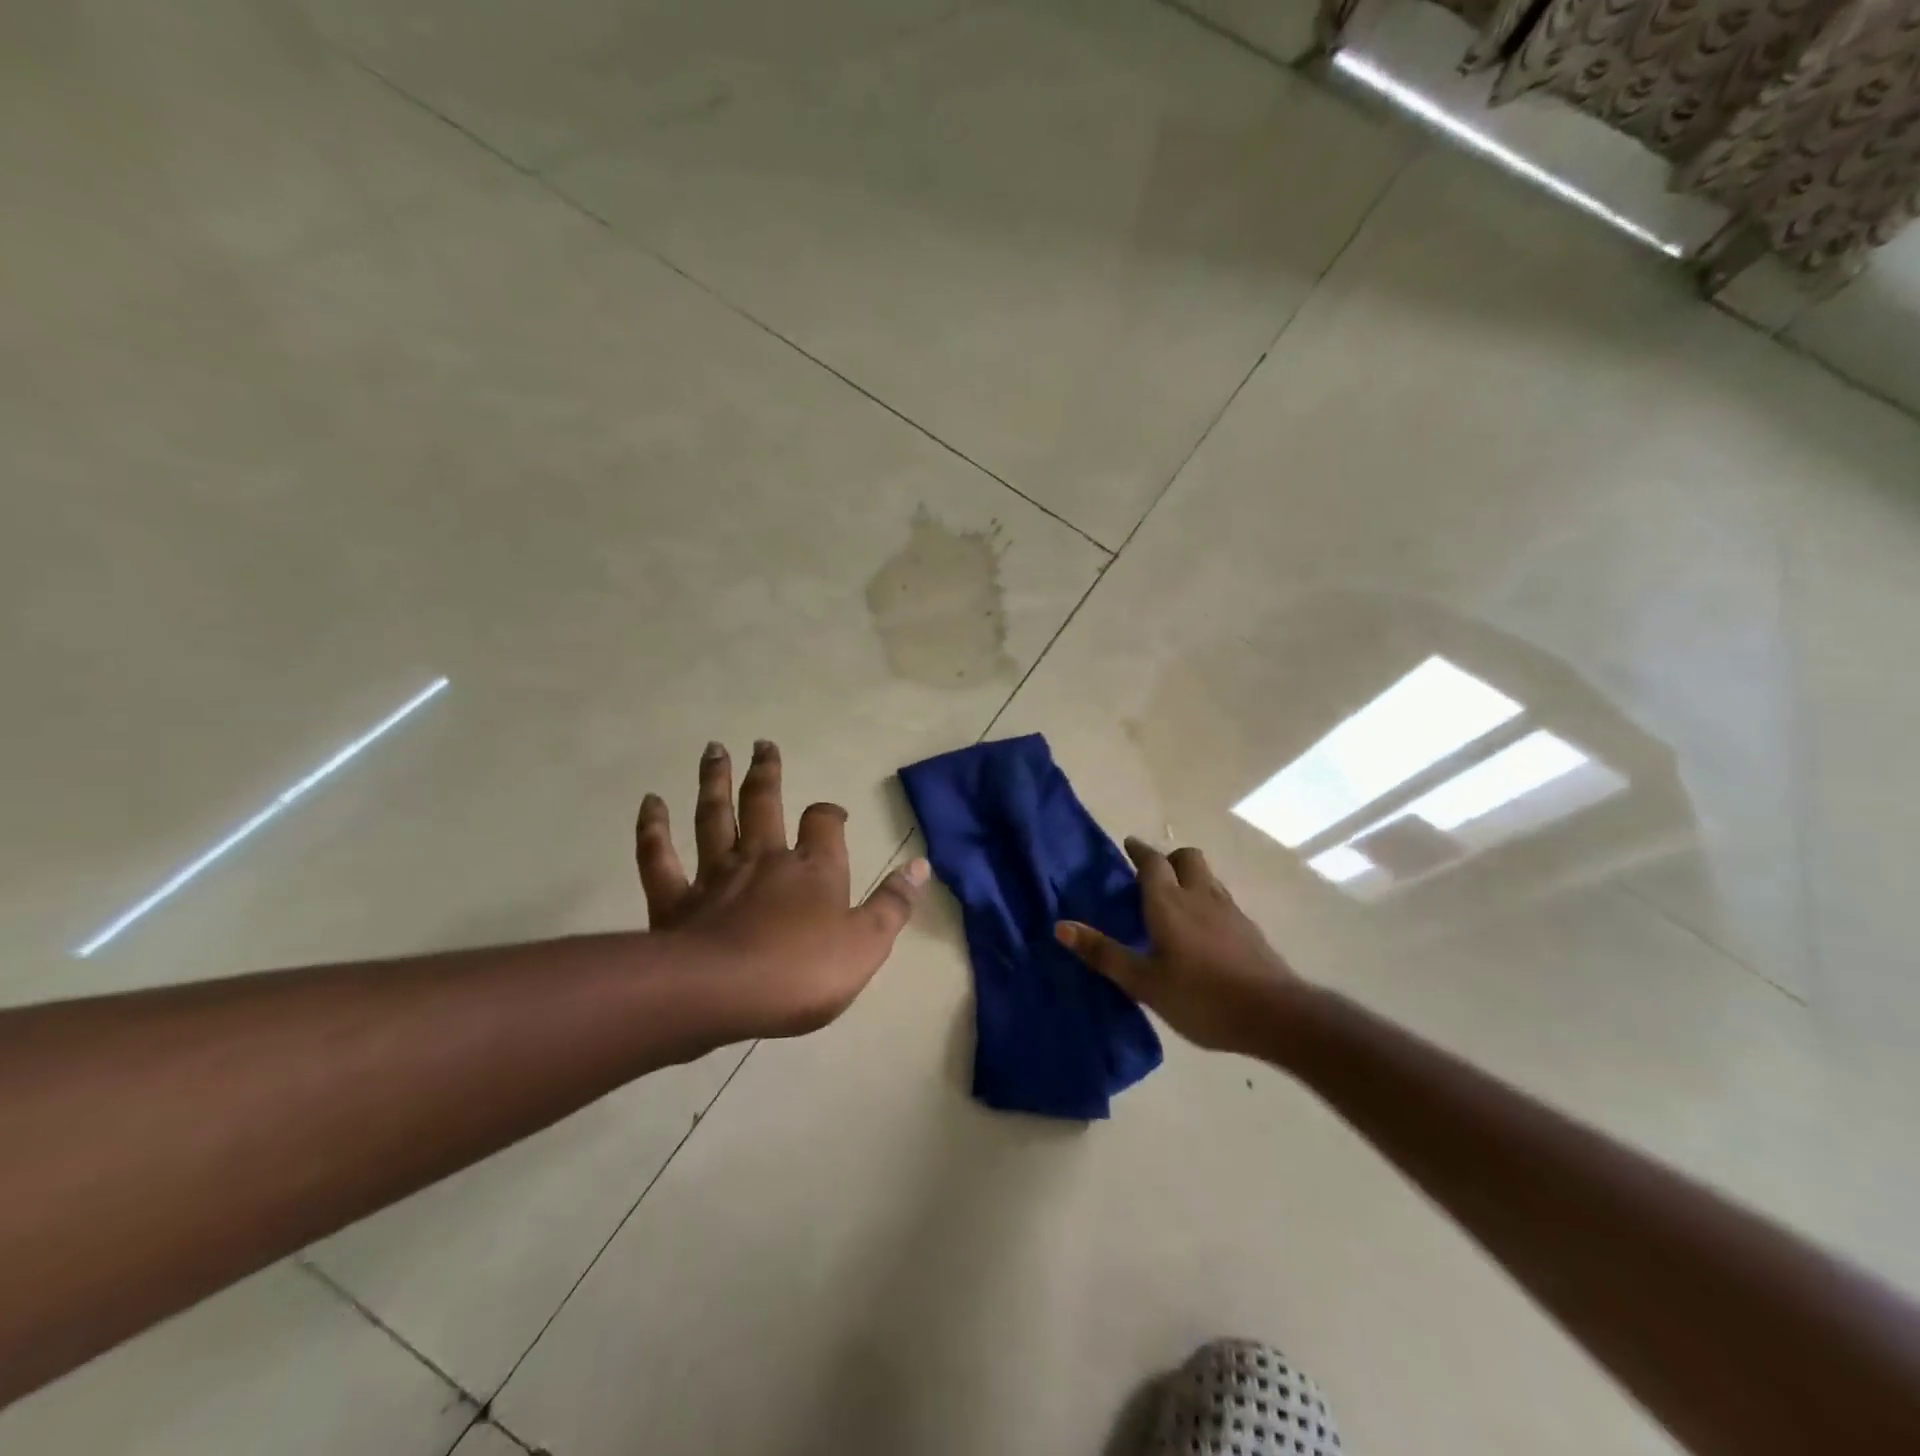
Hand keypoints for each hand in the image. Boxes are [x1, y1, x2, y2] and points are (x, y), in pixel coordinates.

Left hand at [635, 740, 928, 1039]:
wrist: (724, 995)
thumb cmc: (803, 972)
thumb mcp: (867, 945)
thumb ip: (894, 904)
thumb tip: (921, 866)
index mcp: (813, 868)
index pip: (825, 824)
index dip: (830, 814)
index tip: (833, 814)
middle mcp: (764, 859)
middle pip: (764, 803)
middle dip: (765, 773)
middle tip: (761, 744)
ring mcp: (715, 875)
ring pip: (714, 817)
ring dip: (714, 782)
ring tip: (712, 749)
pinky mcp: (674, 900)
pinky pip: (659, 856)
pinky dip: (653, 828)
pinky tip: (651, 802)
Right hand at [1056, 838, 1302, 1056]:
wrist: (1275, 1015)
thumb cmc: (1201, 997)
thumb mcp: (1144, 982)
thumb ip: (1104, 953)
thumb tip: (1061, 926)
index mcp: (1169, 903)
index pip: (1152, 862)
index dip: (1139, 851)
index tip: (1128, 846)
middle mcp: (1200, 896)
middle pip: (1187, 857)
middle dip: (1168, 858)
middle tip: (1151, 876)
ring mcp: (1230, 911)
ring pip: (1207, 877)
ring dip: (1189, 877)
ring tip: (1174, 901)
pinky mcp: (1249, 929)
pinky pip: (1222, 900)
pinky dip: (1206, 901)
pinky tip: (1203, 930)